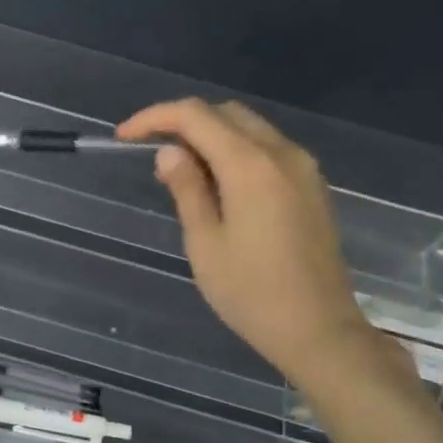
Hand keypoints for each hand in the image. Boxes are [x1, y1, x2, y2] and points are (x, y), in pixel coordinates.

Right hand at [119, 98, 374, 383]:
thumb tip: (169, 152)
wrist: (318, 329)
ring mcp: (303, 168)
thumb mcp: (205, 243)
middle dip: (183, 122)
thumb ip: (187, 189)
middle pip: (226, 113)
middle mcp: (282, 153)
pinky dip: (236, 151)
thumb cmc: (251, 293)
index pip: (196, 116)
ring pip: (250, 128)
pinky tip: (217, 183)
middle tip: (150, 152)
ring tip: (180, 170)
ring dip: (211, 135)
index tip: (124, 137)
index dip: (155, 118)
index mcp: (250, 165)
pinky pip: (268, 149)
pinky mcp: (312, 186)